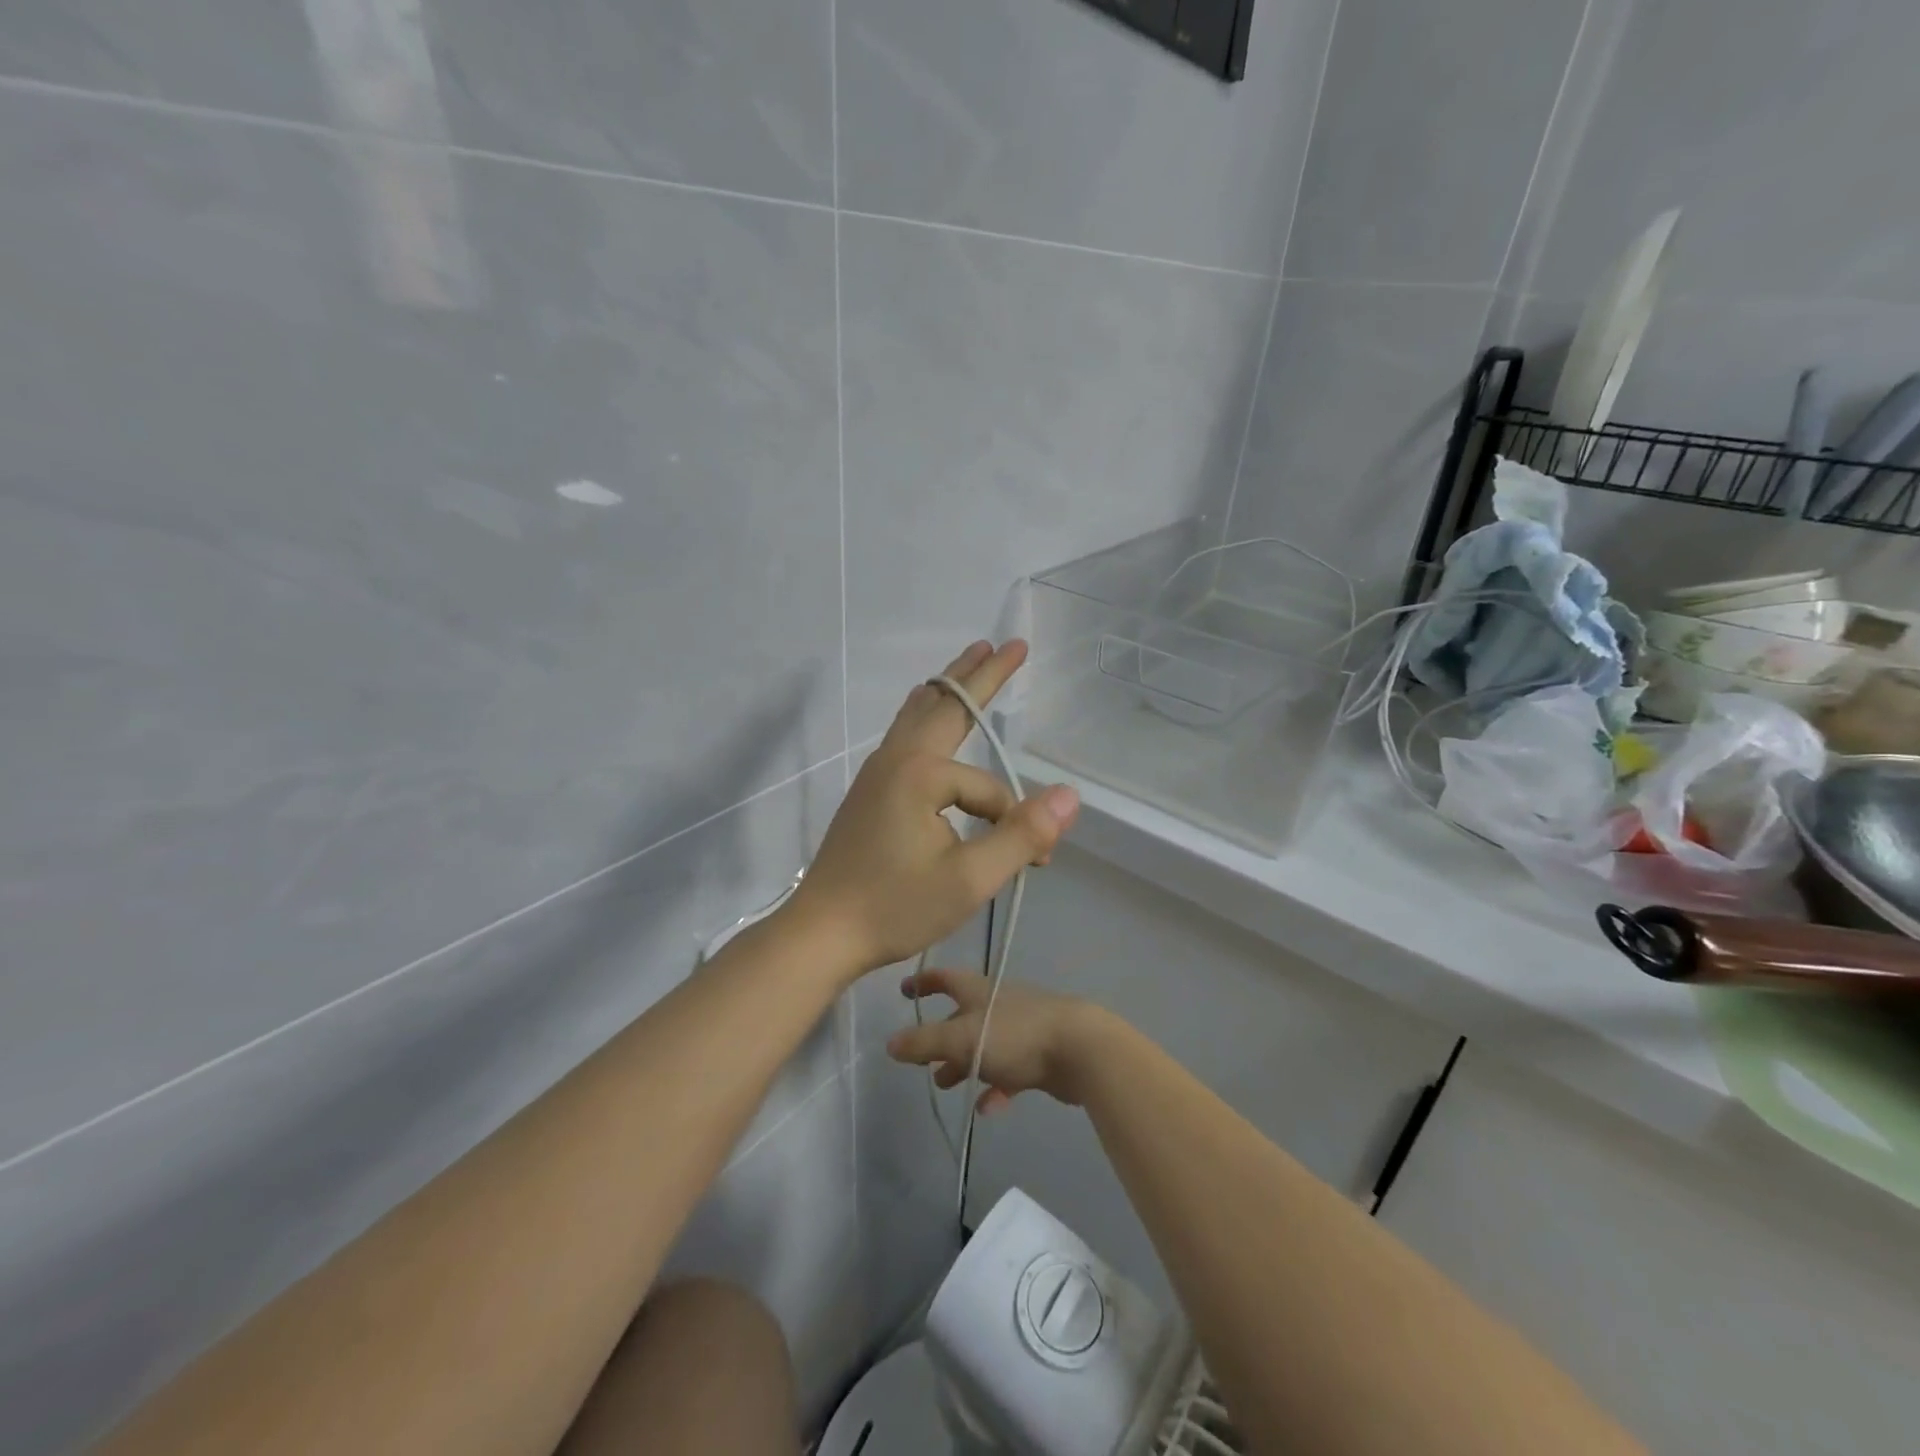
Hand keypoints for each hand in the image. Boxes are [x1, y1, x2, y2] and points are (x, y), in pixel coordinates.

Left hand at [782, 640, 1079, 981]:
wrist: (821, 933)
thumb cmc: (894, 907)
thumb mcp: (969, 879)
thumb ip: (1021, 835)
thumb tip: (1071, 796)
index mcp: (921, 774)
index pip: (989, 791)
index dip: (1015, 825)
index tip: (1036, 864)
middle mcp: (896, 759)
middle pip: (945, 705)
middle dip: (980, 675)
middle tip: (1008, 644)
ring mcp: (877, 772)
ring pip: (918, 715)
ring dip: (950, 688)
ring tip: (969, 660)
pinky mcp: (869, 790)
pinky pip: (905, 735)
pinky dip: (926, 712)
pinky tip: (925, 715)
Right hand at [885, 967, 1111, 1111]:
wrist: (1080, 1049)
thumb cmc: (1015, 1034)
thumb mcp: (962, 1038)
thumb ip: (924, 1042)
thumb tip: (890, 1044)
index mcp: (979, 990)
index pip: (945, 978)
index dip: (923, 982)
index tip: (904, 989)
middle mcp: (998, 1003)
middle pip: (962, 1015)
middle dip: (941, 1035)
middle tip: (922, 1057)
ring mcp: (1021, 1029)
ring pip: (984, 1045)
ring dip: (964, 1063)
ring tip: (946, 1085)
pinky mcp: (1039, 1055)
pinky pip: (1010, 1071)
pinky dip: (996, 1086)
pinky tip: (987, 1108)